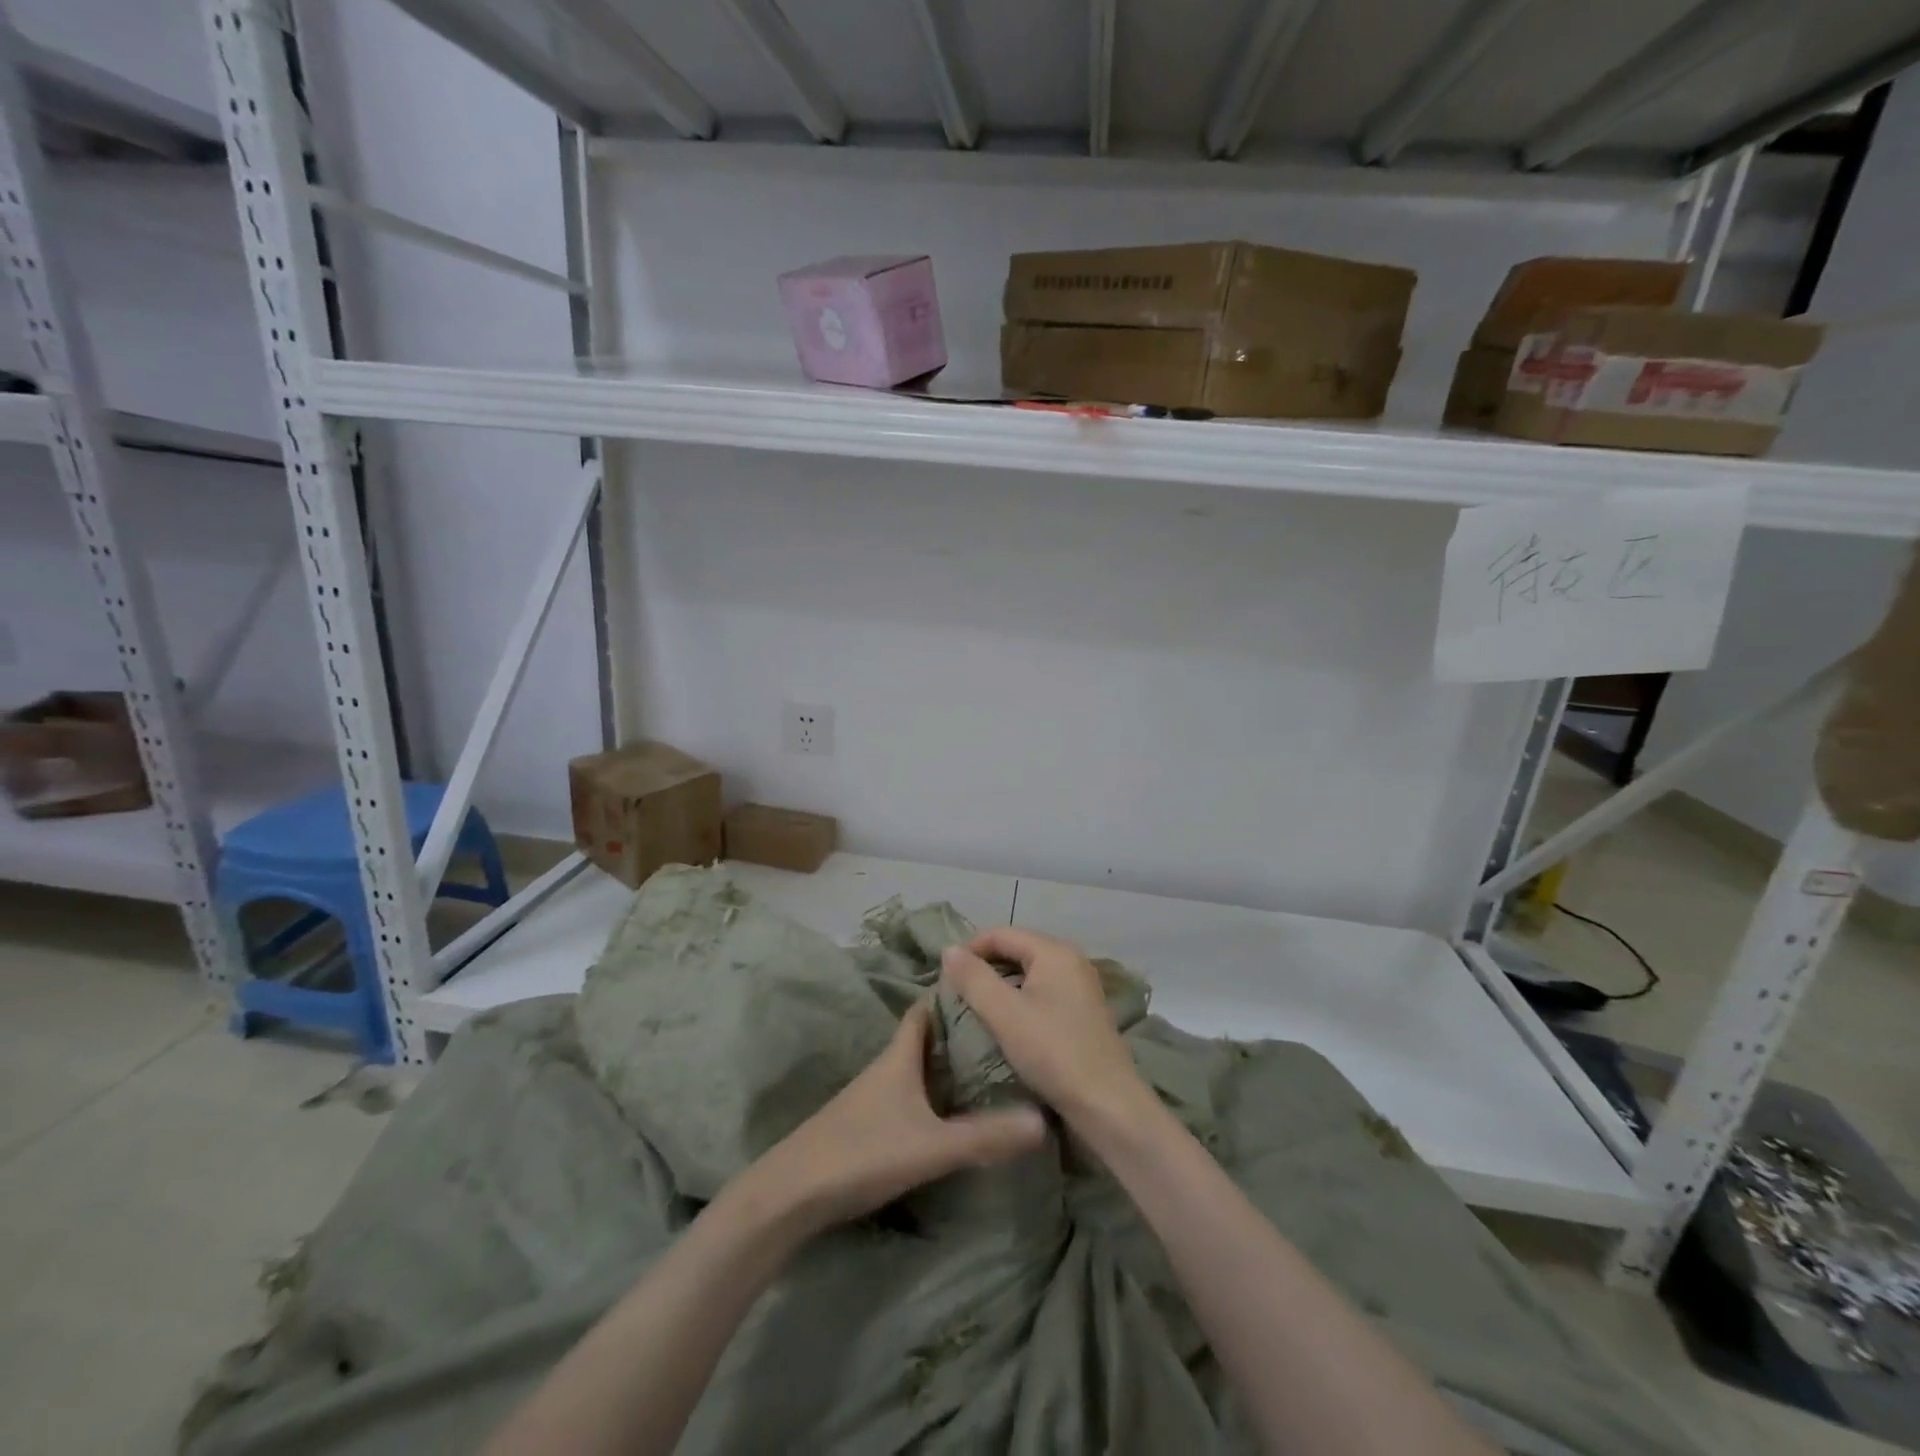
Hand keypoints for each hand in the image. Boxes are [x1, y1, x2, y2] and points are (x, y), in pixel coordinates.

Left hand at [736, 999, 1047, 1238]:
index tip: (984, 991)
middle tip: (997, 1034)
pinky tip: (947, 1114)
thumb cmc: (862, 1153)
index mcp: (898, 1057)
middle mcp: (885, 1069)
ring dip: (943, 1066)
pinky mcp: (864, 1125)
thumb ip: (984, 1136)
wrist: (791, 1193)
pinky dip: (929, 1094)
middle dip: (956, 1033)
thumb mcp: (931, 1147)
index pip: (924, 1010)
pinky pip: (906, 1096)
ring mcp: (871, 1098)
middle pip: (922, 1039)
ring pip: (914, 1069)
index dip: (950, 996)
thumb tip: (1042, 1120)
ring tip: (983, 1071)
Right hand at [940, 928, 1154, 1132]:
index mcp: (1055, 952)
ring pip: (1030, 972)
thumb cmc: (1053, 1052)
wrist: (1107, 1105)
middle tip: (958, 993)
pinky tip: (1007, 1023)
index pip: (1001, 934)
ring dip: (1002, 985)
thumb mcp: (1005, 1014)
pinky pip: (1043, 992)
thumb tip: (949, 949)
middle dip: (985, 966)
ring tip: (976, 1008)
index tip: (945, 977)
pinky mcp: (1083, 1011)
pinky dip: (1021, 999)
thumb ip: (974, 978)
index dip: (970, 949)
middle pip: (1018, 949)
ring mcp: (1081, 986)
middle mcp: (1072, 960)